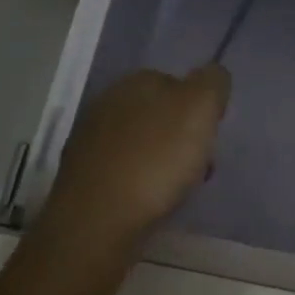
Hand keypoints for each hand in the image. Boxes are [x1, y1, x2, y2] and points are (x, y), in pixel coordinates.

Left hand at [35, 65, 231, 254]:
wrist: (98, 220)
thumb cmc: (156, 160)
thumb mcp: (200, 109)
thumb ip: (212, 83)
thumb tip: (213, 74)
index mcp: (136, 81)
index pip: (178, 83)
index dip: (199, 109)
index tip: (210, 137)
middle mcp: (108, 102)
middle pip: (159, 114)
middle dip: (180, 136)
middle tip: (198, 165)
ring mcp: (90, 139)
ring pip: (141, 143)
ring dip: (161, 159)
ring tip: (175, 188)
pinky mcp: (82, 175)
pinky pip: (123, 169)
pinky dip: (139, 180)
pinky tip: (147, 199)